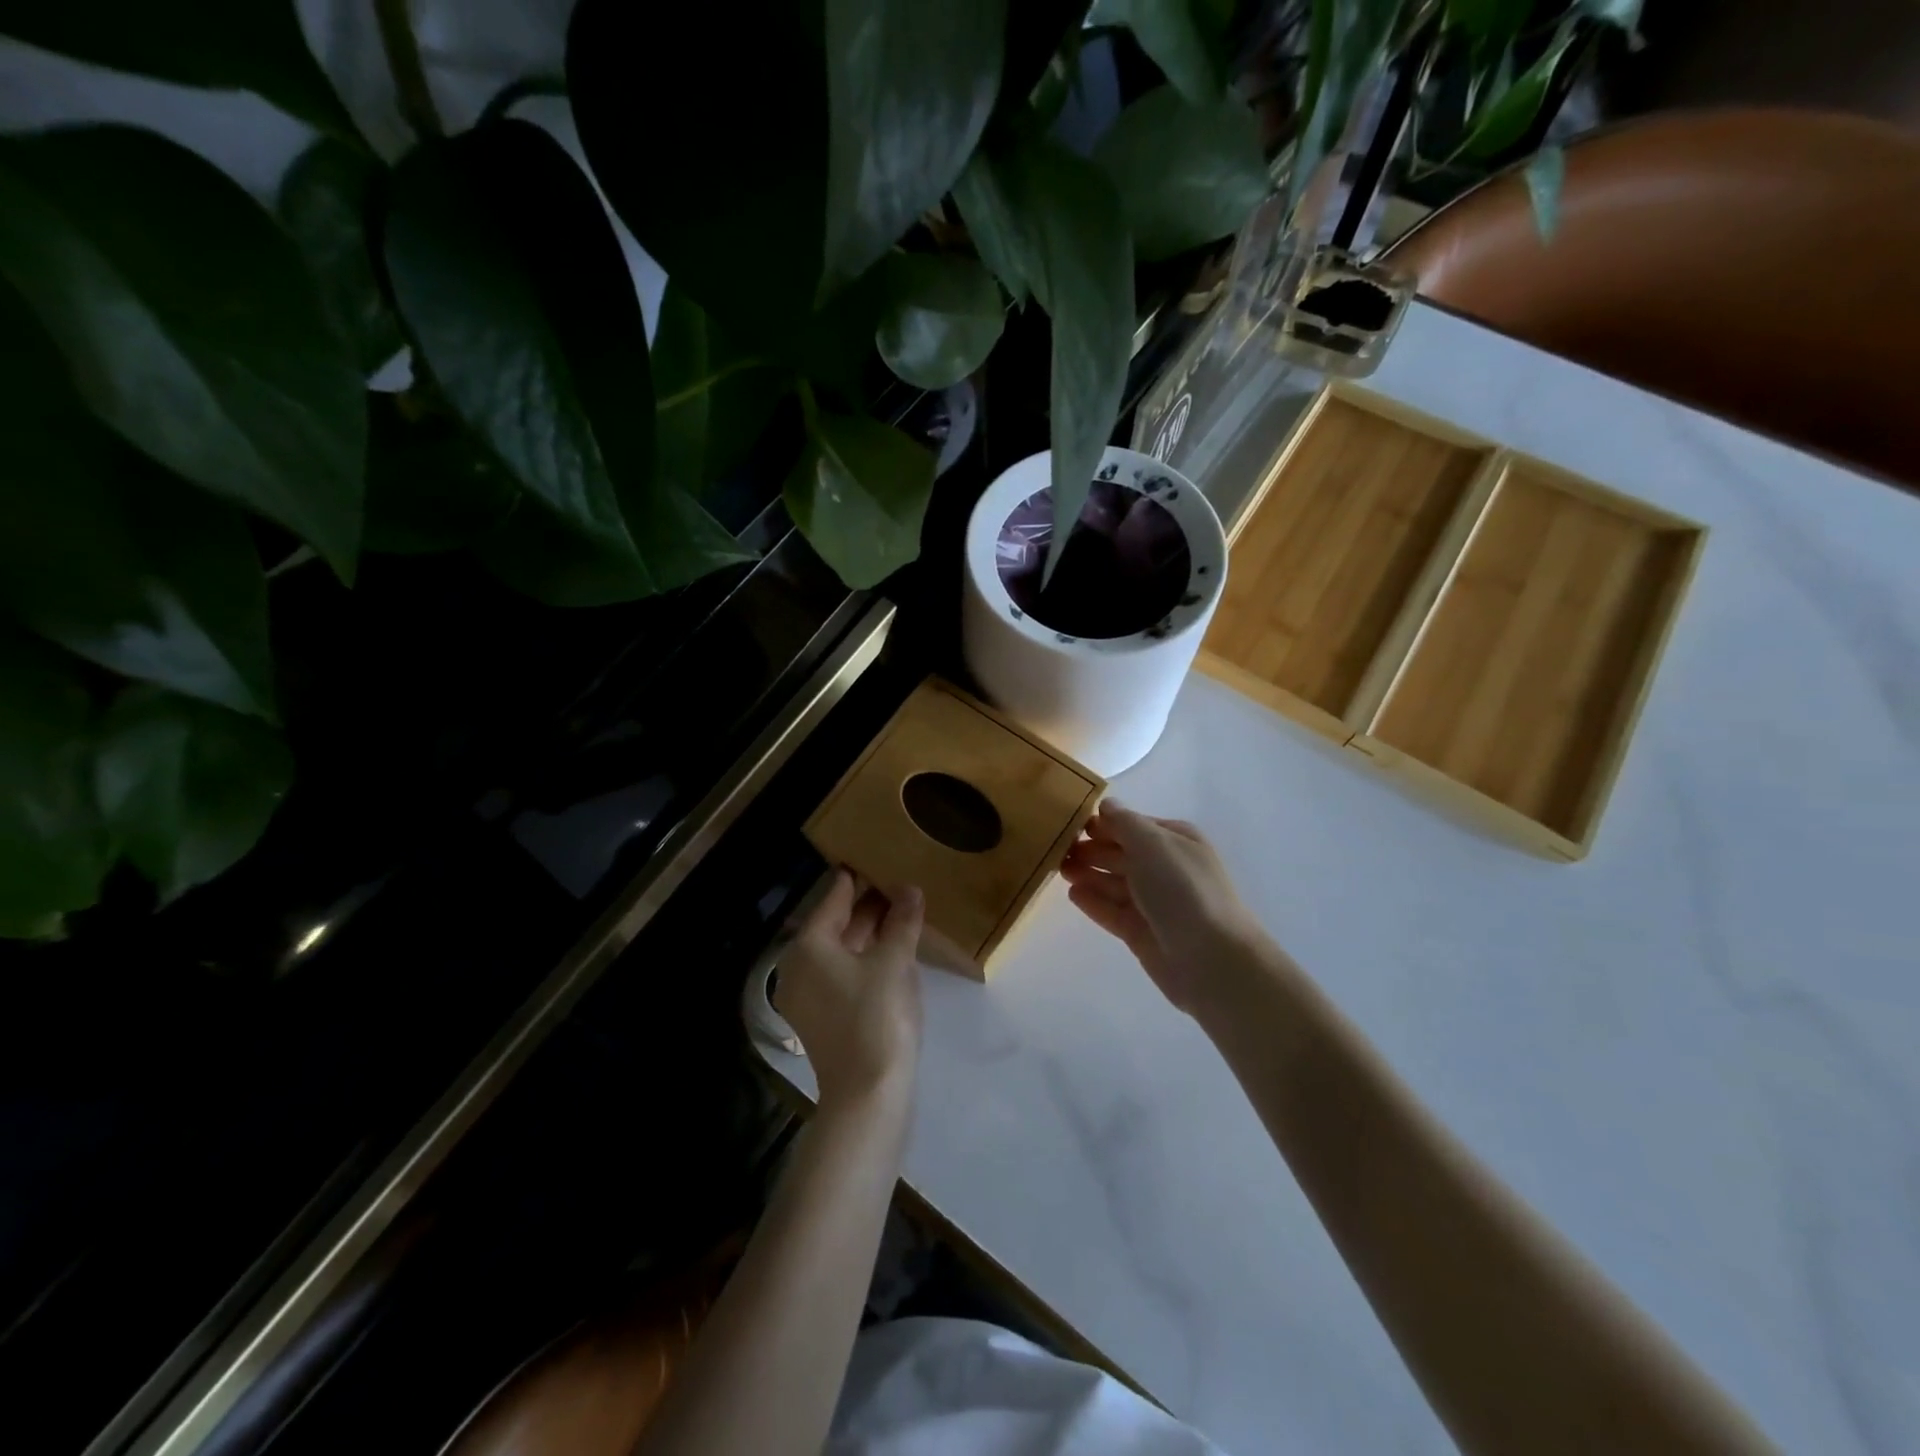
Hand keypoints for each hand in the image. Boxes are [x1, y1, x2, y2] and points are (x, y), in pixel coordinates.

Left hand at [775, 871, 924, 1109]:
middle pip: (833, 925)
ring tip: (899, 913)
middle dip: (864, 906)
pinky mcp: (820, 1019)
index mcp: (808, 946)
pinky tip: (890, 953)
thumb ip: (901, 921)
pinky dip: (863, 959)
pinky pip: (841, 974)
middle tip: (895, 883)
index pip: (833, 899)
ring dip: (867, 933)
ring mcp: (806, 996)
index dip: (855, 879)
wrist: (868, 1095)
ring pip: (838, 951)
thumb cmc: (878, 1016)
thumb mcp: (895, 961)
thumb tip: (910, 890)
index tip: (872, 859)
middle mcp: (797, 967)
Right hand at [1060, 801, 1268, 1014]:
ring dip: (1088, 873)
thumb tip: (1106, 805)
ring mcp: (1154, 902)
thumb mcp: (1153, 844)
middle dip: (1091, 848)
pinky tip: (1073, 895)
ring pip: (1114, 882)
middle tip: (1056, 847)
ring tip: (1059, 869)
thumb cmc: (1182, 889)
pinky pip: (1112, 911)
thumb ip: (1125, 822)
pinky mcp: (1142, 932)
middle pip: (1121, 853)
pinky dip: (1094, 902)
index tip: (1069, 821)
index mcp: (1175, 840)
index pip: (1132, 824)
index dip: (1103, 823)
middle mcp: (1165, 868)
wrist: (1210, 959)